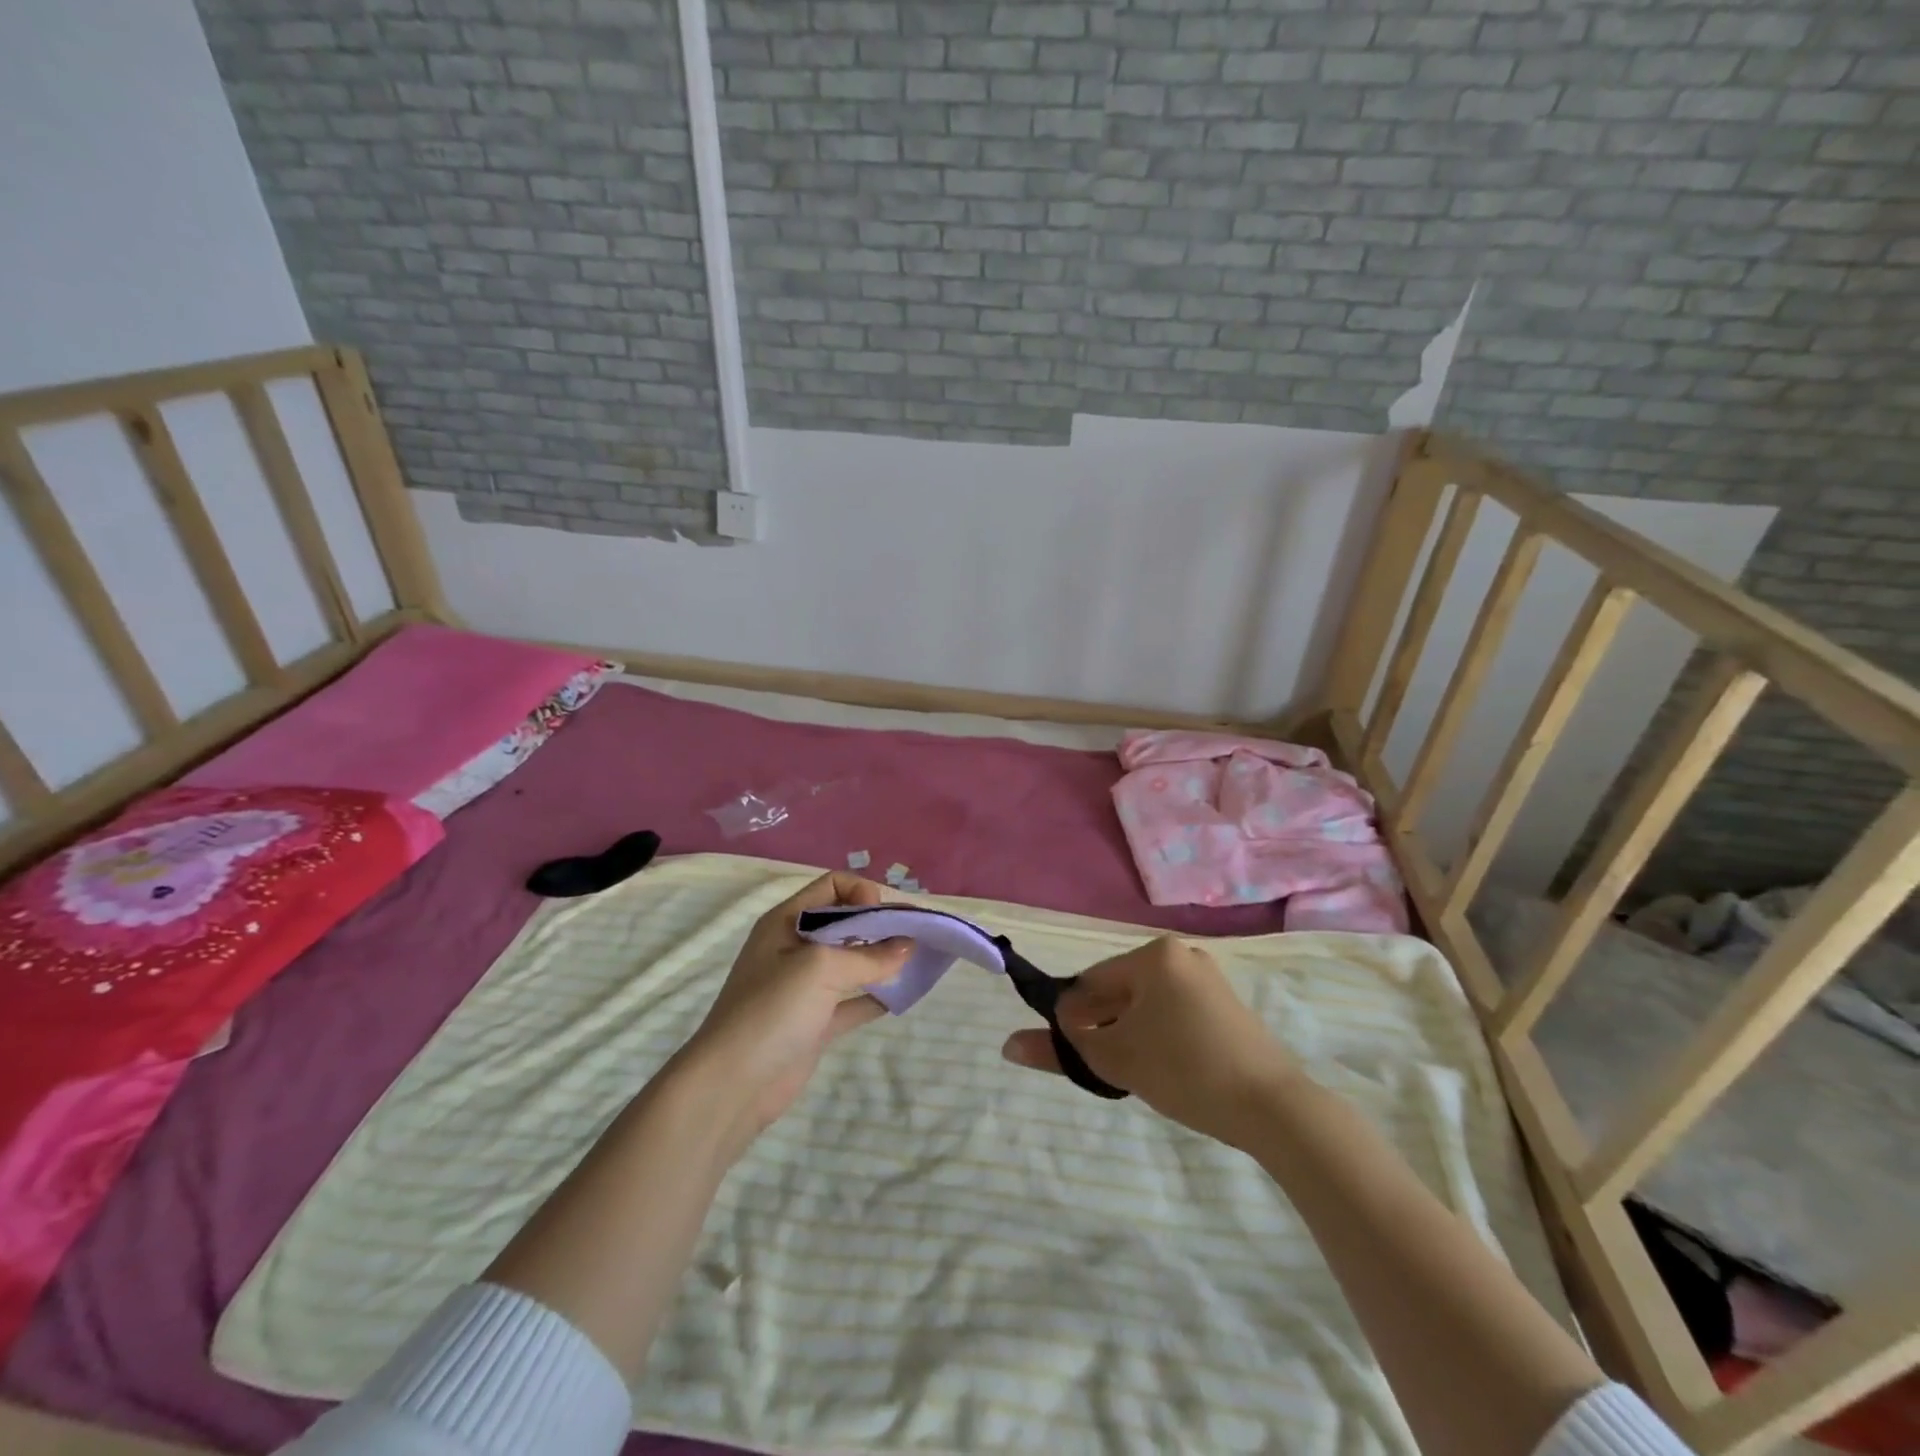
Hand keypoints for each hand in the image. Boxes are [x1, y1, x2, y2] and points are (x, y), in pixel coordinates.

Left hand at [675, 872, 908, 1155]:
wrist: (732, 1085)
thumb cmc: (772, 1010)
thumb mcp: (821, 969)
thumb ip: (868, 956)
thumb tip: (908, 946)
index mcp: (788, 921)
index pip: (832, 886)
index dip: (862, 893)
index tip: (885, 917)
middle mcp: (795, 947)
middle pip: (845, 922)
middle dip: (881, 924)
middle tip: (917, 935)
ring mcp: (805, 987)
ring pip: (852, 962)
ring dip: (883, 959)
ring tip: (919, 960)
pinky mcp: (815, 1022)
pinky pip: (853, 1000)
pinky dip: (877, 996)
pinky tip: (904, 996)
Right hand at [1001, 935, 1301, 1148]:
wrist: (1274, 1107)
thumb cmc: (1185, 1070)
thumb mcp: (1115, 1060)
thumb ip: (1059, 1050)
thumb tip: (1007, 1045)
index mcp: (1154, 955)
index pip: (1092, 983)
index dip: (1075, 1021)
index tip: (1077, 1056)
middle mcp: (1181, 955)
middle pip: (1120, 990)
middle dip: (1105, 1027)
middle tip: (1107, 1069)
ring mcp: (1208, 979)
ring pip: (1147, 1004)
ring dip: (1131, 1033)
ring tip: (1136, 1073)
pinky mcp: (1227, 1005)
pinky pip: (1175, 1012)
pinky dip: (1160, 1035)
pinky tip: (1166, 1068)